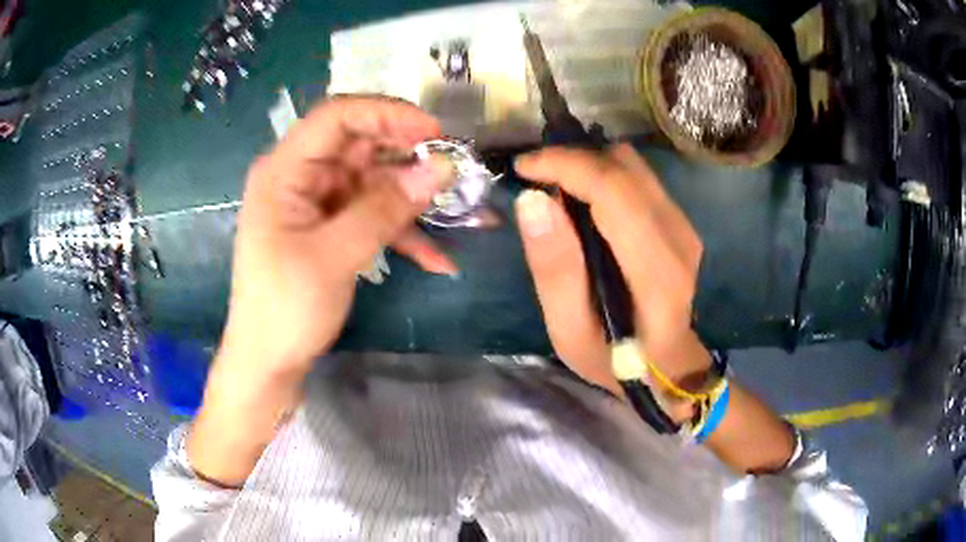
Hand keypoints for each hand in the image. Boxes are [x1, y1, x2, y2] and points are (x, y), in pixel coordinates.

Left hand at [189, 96, 450, 486]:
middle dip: (409, 158)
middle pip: (361, 146)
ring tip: (461, 213)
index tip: (435, 134)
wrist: (268, 362)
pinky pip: (372, 216)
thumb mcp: (334, 256)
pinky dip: (402, 233)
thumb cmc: (285, 309)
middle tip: (455, 173)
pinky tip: (437, 259)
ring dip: (414, 200)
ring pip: (374, 181)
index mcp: (285, 170)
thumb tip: (440, 169)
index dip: (387, 114)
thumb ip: (385, 209)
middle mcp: (301, 177)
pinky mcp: (331, 227)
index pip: (338, 116)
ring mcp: (318, 202)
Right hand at [514, 144, 708, 397]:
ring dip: (588, 165)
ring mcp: (684, 226)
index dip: (565, 165)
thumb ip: (555, 269)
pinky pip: (639, 178)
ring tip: (555, 187)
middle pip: (624, 167)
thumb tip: (532, 200)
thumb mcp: (570, 332)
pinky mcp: (680, 221)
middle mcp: (678, 237)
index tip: (523, 168)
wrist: (669, 365)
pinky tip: (582, 200)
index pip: (613, 189)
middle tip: (534, 178)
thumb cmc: (616, 360)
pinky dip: (603, 175)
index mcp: (655, 271)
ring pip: (633, 166)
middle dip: (572, 159)